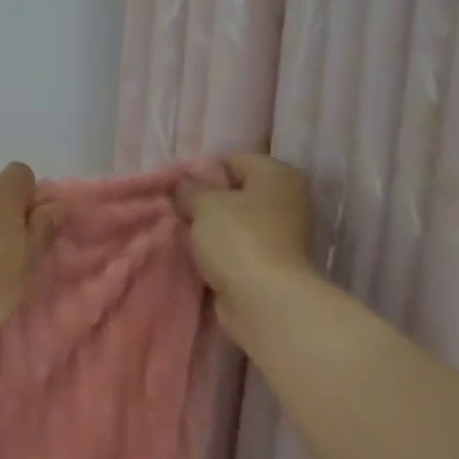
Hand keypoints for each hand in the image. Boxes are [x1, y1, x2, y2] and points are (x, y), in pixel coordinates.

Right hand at [177, 154, 316, 347]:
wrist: (263, 299)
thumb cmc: (238, 240)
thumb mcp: (205, 205)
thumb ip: (190, 190)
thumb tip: (183, 186)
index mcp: (276, 174)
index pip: (232, 160)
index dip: (200, 170)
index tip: (173, 188)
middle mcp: (285, 198)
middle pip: (235, 191)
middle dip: (204, 200)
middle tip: (174, 210)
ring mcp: (282, 232)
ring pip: (235, 221)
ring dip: (209, 228)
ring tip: (181, 233)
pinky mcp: (271, 261)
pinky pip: (237, 246)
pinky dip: (219, 250)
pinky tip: (196, 255)